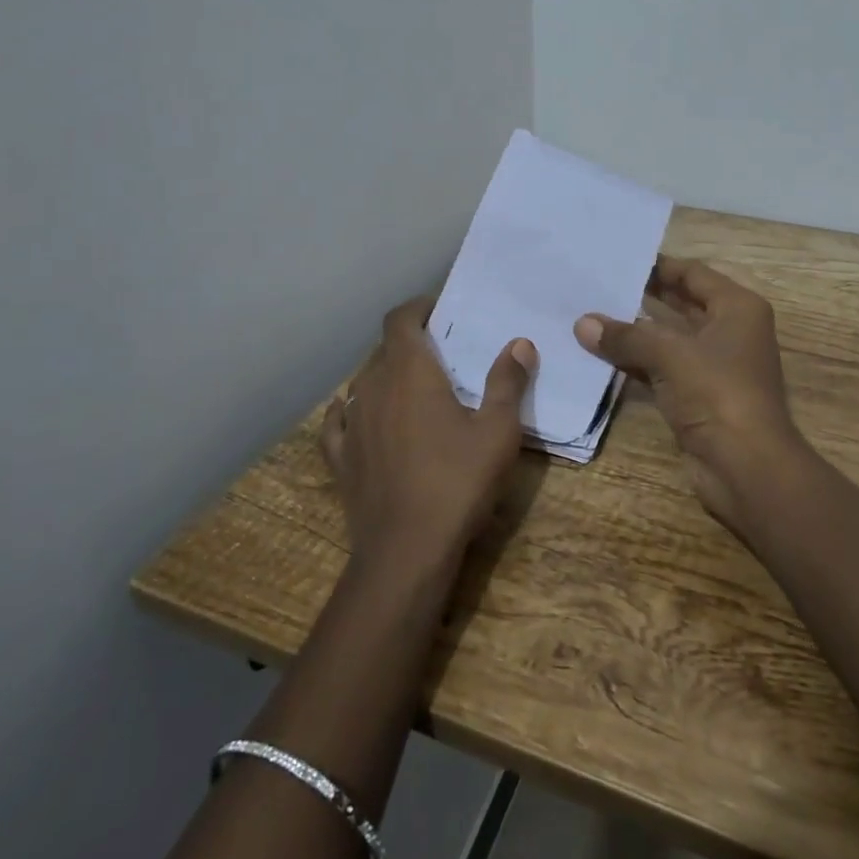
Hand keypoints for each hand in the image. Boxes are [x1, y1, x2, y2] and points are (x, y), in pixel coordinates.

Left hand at [319, 298, 537, 576]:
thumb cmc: (457, 481)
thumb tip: (519, 343)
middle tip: (440, 354)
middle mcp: (373, 387)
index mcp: (410, 372)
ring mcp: (351, 424)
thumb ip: (508, 382)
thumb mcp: (498, 431)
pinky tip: (354, 415)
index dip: (418, 308)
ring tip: (410, 387)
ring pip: (363, 382)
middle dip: (409, 343)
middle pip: (384, 349)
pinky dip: (350, 411)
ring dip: (384, 376)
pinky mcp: (340, 458)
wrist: (406, 551)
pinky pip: (338, 422)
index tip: (440, 310)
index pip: (401, 319)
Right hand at [574, 256, 811, 532]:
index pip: (692, 274)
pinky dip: (636, 362)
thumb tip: (582, 323)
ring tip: (591, 315)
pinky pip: (662, 368)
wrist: (746, 467)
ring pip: (668, 339)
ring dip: (635, 332)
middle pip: (680, 304)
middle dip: (642, 297)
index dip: (658, 266)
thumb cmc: (718, 392)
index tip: (618, 259)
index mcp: (737, 308)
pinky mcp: (698, 396)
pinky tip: (601, 354)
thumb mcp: (670, 355)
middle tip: (598, 285)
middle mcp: (729, 331)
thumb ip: (625, 335)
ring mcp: (714, 366)